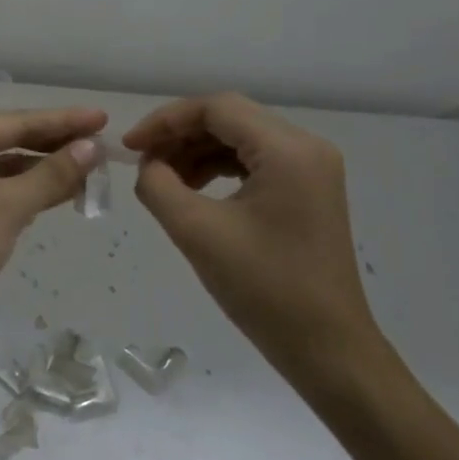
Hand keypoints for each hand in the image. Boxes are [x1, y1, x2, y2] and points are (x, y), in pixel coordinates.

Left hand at [0, 107, 106, 355]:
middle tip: (103, 145)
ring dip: (44, 171)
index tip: (103, 117)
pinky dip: (27, 194)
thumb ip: (51, 174)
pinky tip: (58, 195)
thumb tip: (92, 147)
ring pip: (5, 170)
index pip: (15, 122)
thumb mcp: (6, 208)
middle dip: (55, 145)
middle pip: (9, 142)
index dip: (62, 120)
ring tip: (90, 171)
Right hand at [123, 93, 379, 376]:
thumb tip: (146, 166)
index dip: (166, 120)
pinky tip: (193, 189)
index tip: (130, 147)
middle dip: (180, 134)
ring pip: (241, 138)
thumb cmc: (264, 289)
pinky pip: (255, 161)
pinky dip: (219, 168)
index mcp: (287, 149)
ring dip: (197, 151)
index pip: (216, 108)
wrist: (327, 350)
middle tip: (142, 160)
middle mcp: (306, 147)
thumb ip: (158, 186)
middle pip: (230, 118)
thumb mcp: (197, 232)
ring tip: (162, 178)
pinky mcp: (308, 190)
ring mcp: (312, 168)